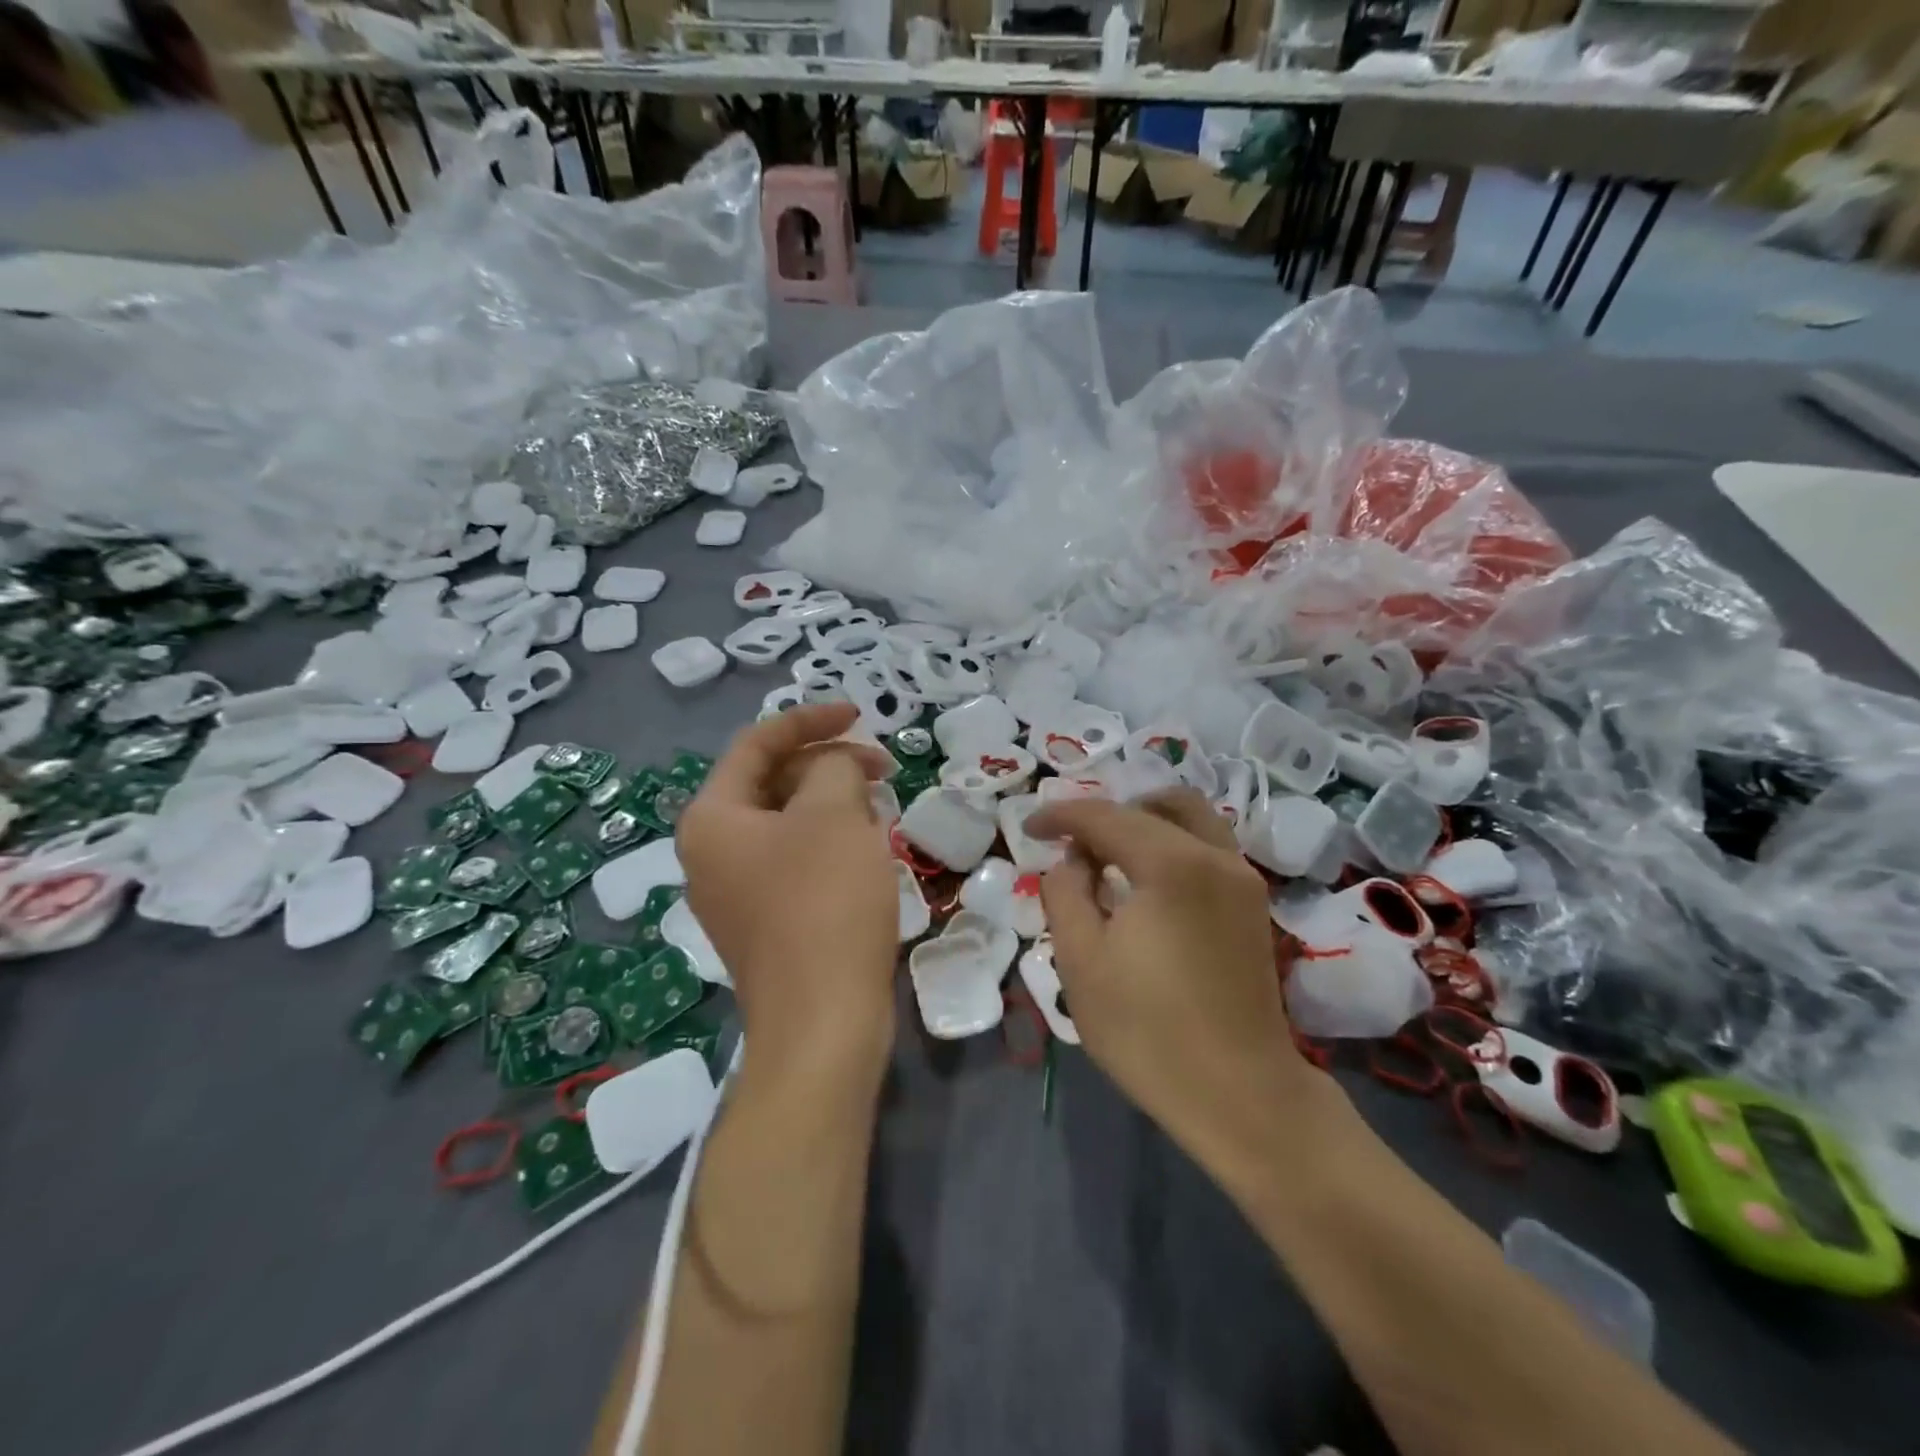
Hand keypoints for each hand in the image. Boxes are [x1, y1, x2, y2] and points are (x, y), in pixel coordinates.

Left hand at [678, 704, 898, 1087]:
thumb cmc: (823, 903)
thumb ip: (833, 766)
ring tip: (879, 806)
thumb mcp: (833, 814)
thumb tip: (834, 767)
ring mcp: (736, 892)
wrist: (823, 1022)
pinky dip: (830, 842)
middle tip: (882, 766)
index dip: (810, 719)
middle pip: (771, 782)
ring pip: (788, 823)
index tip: (859, 713)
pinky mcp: (766, 922)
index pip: (756, 744)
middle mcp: (711, 852)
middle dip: (827, 764)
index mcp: (712, 818)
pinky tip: (868, 849)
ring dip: (833, 803)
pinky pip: (796, 861)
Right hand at [1028, 790, 1321, 1175]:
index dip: (1061, 815)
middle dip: (1107, 814)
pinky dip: (1172, 843)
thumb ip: (1065, 893)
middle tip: (1073, 844)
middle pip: (1156, 805)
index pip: (1106, 816)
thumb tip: (1074, 861)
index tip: (1028, 828)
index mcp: (1172, 864)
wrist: (1240, 1095)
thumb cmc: (1148, 1031)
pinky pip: (1208, 847)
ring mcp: (1243, 879)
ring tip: (1108, 856)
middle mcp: (1216, 857)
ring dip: (1146, 821)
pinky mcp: (1253, 905)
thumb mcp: (1080, 961)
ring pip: (1192, 818)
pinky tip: (1146, 882)